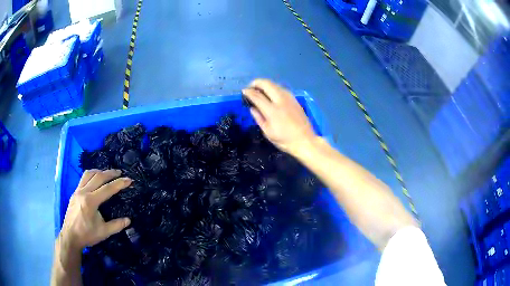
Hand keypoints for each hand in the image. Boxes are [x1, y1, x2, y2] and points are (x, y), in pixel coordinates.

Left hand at [59, 169, 131, 251]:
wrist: (70, 236)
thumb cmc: (87, 235)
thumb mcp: (104, 232)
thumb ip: (116, 225)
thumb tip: (128, 220)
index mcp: (91, 201)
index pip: (107, 188)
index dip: (119, 183)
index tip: (129, 180)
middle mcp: (83, 192)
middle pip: (98, 176)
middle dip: (110, 173)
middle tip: (120, 172)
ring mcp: (77, 191)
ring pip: (89, 174)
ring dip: (99, 171)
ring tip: (107, 173)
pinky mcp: (74, 193)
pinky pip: (83, 178)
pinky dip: (91, 175)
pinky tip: (95, 180)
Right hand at [242, 79, 316, 154]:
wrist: (305, 141)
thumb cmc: (285, 140)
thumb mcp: (268, 133)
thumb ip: (259, 118)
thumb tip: (252, 108)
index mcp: (272, 111)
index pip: (257, 96)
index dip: (248, 92)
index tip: (243, 91)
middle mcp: (281, 100)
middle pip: (267, 84)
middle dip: (257, 82)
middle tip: (251, 87)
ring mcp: (289, 98)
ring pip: (275, 84)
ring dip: (266, 84)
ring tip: (260, 89)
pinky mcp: (295, 99)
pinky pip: (282, 89)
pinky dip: (274, 88)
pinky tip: (272, 93)